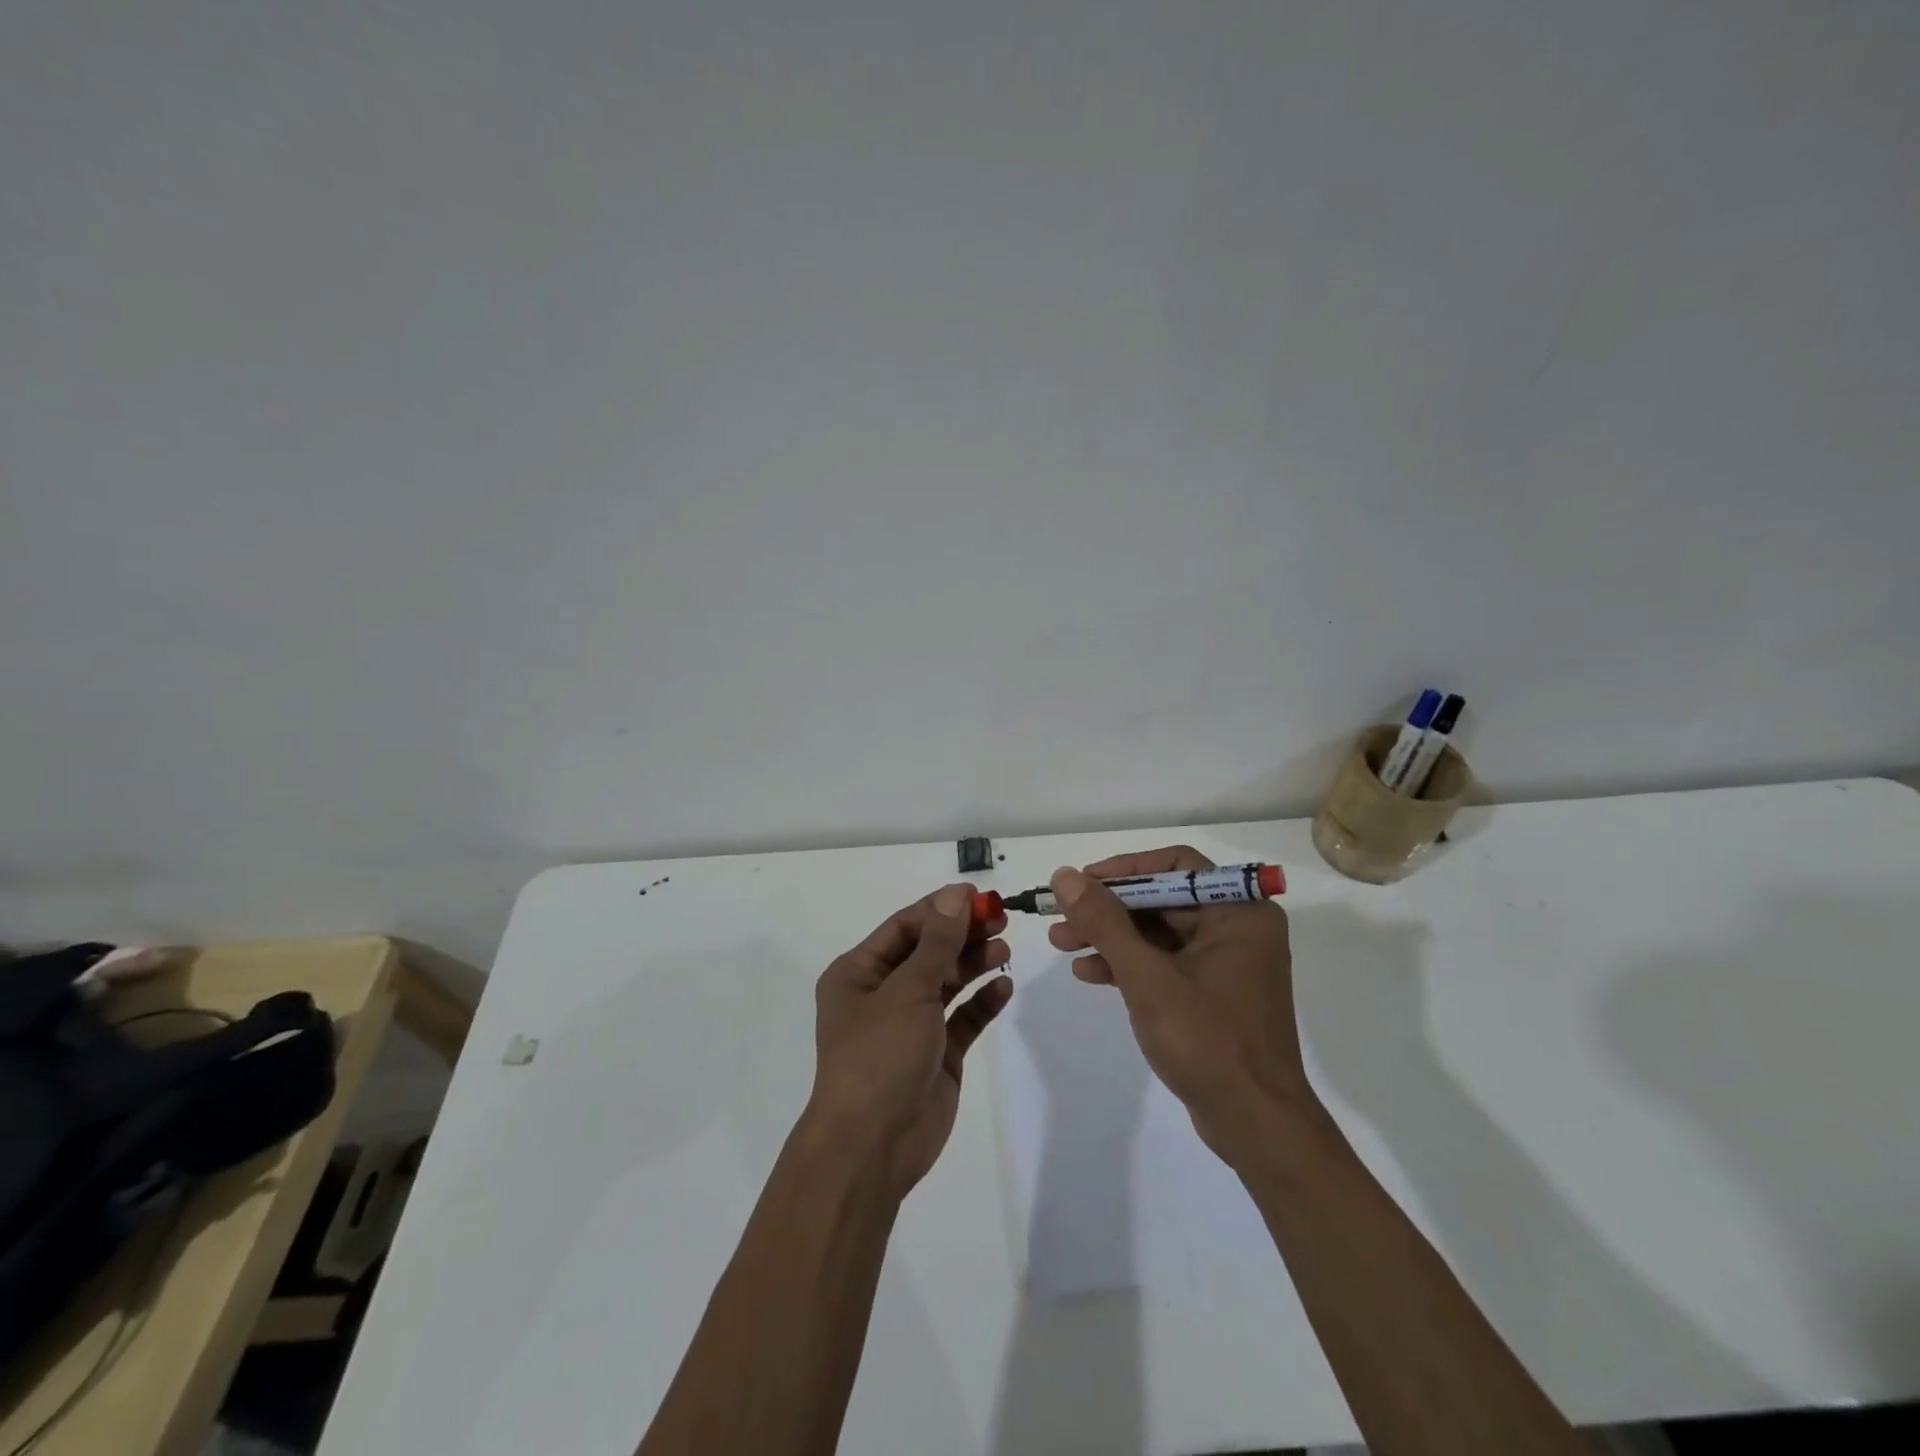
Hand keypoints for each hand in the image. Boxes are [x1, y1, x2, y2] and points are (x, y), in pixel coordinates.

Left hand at [807, 883, 1012, 1196]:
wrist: (873, 1147)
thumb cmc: (879, 1055)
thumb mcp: (908, 990)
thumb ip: (938, 943)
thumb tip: (957, 896)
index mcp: (859, 973)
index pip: (904, 927)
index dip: (941, 909)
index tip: (979, 897)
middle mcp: (882, 994)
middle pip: (928, 951)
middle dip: (962, 935)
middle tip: (1001, 919)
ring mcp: (911, 1025)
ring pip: (947, 982)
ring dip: (974, 963)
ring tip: (1004, 949)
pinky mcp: (936, 1054)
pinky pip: (963, 1018)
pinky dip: (982, 1002)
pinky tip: (1004, 986)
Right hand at [1048, 848, 1313, 1161]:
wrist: (1255, 1125)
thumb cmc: (1207, 1041)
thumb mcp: (1146, 977)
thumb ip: (1104, 922)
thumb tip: (1065, 876)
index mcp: (1240, 913)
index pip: (1176, 866)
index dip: (1124, 869)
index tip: (1082, 882)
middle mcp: (1238, 929)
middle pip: (1162, 899)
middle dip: (1108, 909)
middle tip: (1061, 915)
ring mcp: (1227, 963)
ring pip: (1158, 933)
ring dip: (1110, 937)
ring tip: (1061, 943)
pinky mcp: (1213, 994)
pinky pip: (1165, 963)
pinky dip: (1128, 965)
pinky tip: (1088, 973)